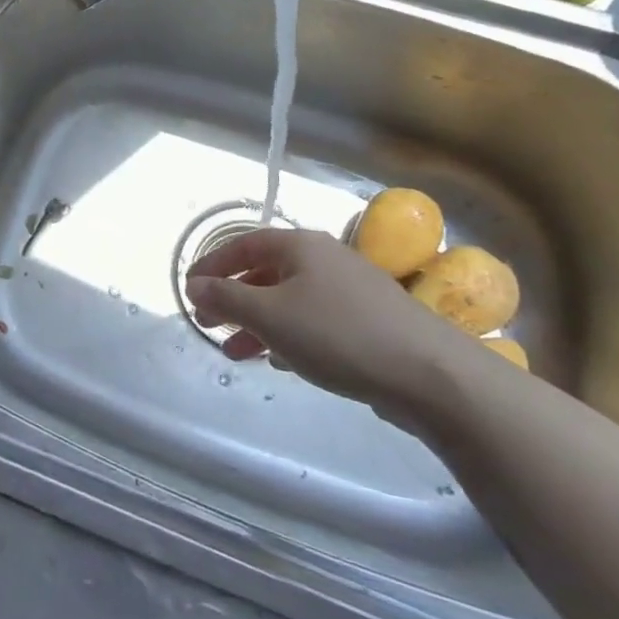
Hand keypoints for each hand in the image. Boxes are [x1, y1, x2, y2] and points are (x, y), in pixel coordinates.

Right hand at [185, 228, 478, 423]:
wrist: (429, 374)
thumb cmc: (338, 334)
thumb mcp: (270, 316)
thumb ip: (227, 300)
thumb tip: (195, 286)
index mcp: (299, 245)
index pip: (243, 244)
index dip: (212, 265)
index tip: (189, 290)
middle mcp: (324, 258)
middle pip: (265, 271)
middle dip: (233, 299)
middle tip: (208, 325)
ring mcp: (349, 289)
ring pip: (289, 299)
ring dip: (257, 323)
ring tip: (235, 353)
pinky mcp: (368, 320)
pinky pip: (313, 319)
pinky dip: (288, 334)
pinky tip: (279, 361)